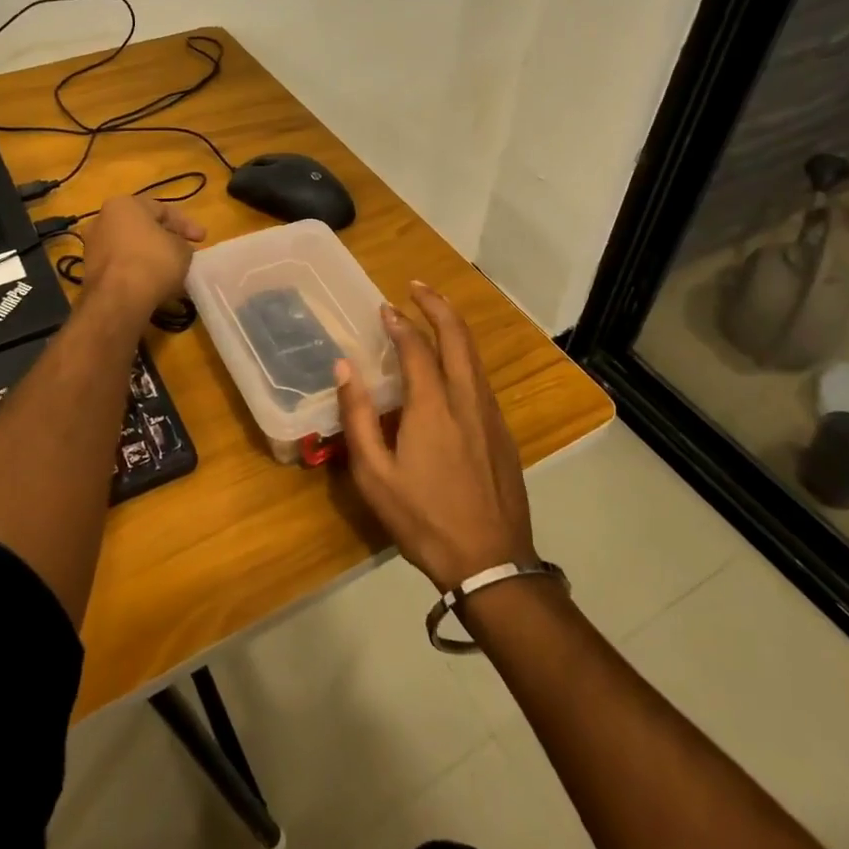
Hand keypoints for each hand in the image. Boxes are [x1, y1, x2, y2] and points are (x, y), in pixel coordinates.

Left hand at [81, 196, 205, 316]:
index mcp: (123, 205)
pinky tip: (153, 284)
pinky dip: (137, 272)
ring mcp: (93, 247)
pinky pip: (121, 266)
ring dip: (150, 257)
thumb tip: (178, 250)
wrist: (119, 298)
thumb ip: (182, 244)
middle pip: (142, 228)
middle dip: (165, 240)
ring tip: (171, 272)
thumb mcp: (182, 249)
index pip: (162, 210)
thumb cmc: (153, 261)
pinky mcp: (90, 272)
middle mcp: (102, 220)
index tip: (202, 239)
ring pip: (130, 248)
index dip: (186, 224)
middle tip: (185, 253)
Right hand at [336, 282, 535, 590]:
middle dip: (437, 305)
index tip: (383, 307)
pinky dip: (464, 356)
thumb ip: (357, 416)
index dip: (399, 322)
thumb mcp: (374, 475)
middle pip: (457, 337)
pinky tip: (452, 365)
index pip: (416, 347)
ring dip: (454, 327)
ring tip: (434, 314)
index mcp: (433, 406)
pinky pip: (481, 379)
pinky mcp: (503, 432)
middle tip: (417, 287)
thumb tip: (344, 367)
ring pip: (474, 356)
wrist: (490, 562)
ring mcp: (490, 415)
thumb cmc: (423, 519)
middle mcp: (467, 399)